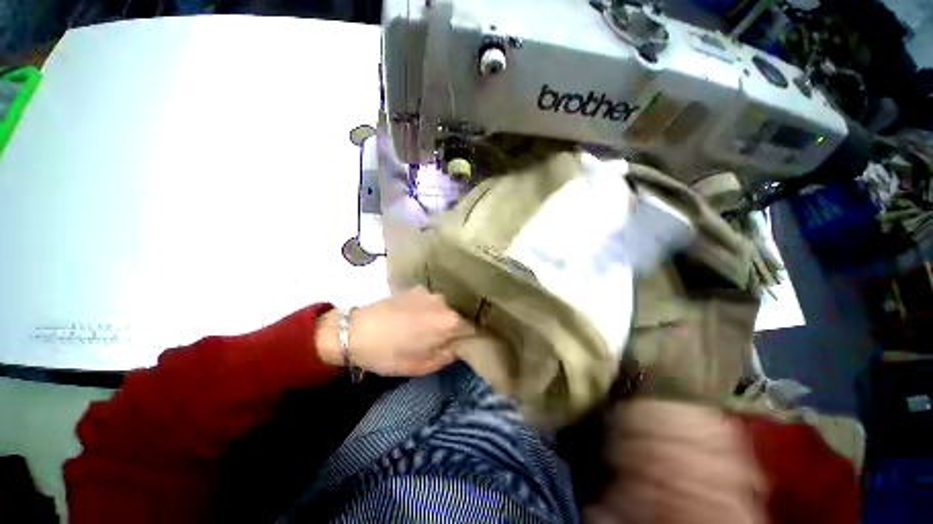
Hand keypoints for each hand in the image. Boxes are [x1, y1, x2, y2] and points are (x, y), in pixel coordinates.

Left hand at [316, 287, 473, 376]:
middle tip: (433, 341)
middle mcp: (444, 302)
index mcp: (450, 322)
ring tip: (418, 328)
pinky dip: (423, 309)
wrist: (355, 331)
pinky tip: (407, 317)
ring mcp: (429, 292)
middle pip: (455, 317)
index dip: (465, 339)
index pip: (471, 330)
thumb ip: (447, 356)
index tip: (455, 346)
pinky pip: (427, 301)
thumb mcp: (421, 366)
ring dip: (435, 318)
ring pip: (441, 308)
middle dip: (449, 329)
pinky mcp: (414, 288)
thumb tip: (458, 346)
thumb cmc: (390, 354)